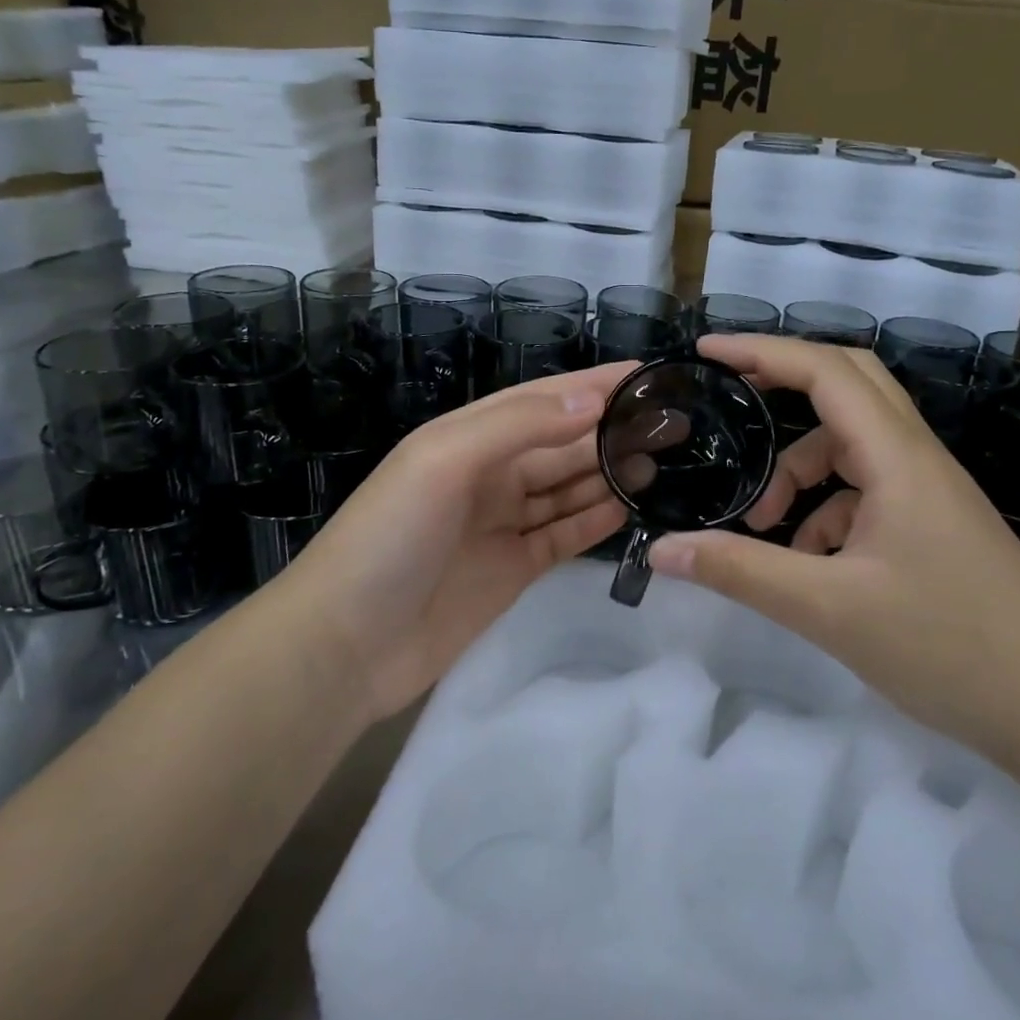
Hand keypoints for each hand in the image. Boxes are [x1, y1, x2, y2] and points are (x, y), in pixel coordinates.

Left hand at [273, 364, 635, 720]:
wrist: (346, 644)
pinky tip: (632, 504)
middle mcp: (490, 473)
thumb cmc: (390, 537)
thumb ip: (518, 426)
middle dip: (612, 429)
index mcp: (469, 437)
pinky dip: (596, 518)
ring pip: (569, 486)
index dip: (593, 385)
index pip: (543, 400)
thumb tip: (592, 402)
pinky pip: (565, 533)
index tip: (646, 375)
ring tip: (664, 458)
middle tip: (673, 423)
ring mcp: (504, 523)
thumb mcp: (443, 460)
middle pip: (563, 443)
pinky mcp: (515, 567)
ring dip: (610, 471)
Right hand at [648, 336, 1019, 759]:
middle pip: (847, 386)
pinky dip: (827, 511)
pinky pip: (867, 492)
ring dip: (801, 470)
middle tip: (729, 400)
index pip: (825, 370)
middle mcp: (916, 458)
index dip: (762, 351)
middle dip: (783, 386)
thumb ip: (741, 571)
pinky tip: (811, 565)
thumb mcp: (829, 609)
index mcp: (898, 457)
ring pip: (852, 447)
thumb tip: (663, 550)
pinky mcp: (934, 526)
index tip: (706, 353)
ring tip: (765, 526)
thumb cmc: (950, 648)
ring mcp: (929, 493)